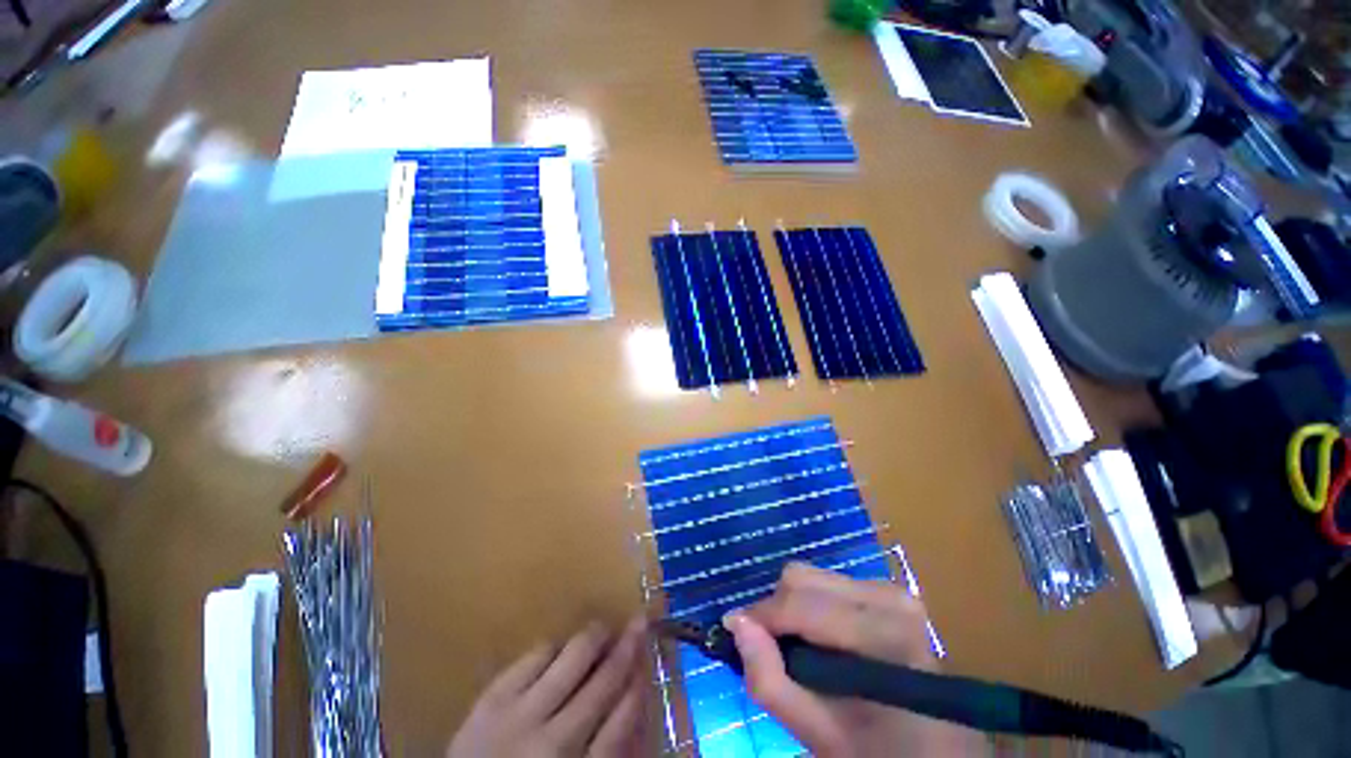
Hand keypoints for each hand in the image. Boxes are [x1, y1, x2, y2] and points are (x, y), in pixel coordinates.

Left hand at [447, 618, 647, 757]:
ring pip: (572, 659)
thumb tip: (631, 705)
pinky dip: (554, 646)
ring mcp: (520, 716)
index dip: (638, 688)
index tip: (647, 663)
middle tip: (640, 622)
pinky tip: (560, 648)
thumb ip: (603, 751)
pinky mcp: (493, 697)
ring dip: (593, 637)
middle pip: (602, 684)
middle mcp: (554, 743)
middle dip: (626, 649)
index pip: (621, 725)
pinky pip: (536, 655)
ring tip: (602, 628)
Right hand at [725, 563, 989, 757]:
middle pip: (801, 578)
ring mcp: (891, 589)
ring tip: (800, 648)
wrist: (941, 756)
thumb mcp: (818, 733)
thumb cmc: (880, 753)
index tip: (735, 632)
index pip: (797, 602)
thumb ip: (769, 679)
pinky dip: (812, 606)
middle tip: (772, 648)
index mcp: (879, 632)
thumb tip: (736, 621)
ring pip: (812, 576)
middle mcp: (887, 595)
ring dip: (793, 607)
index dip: (759, 616)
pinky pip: (830, 583)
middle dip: (776, 610)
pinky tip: (823, 639)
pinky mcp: (889, 590)